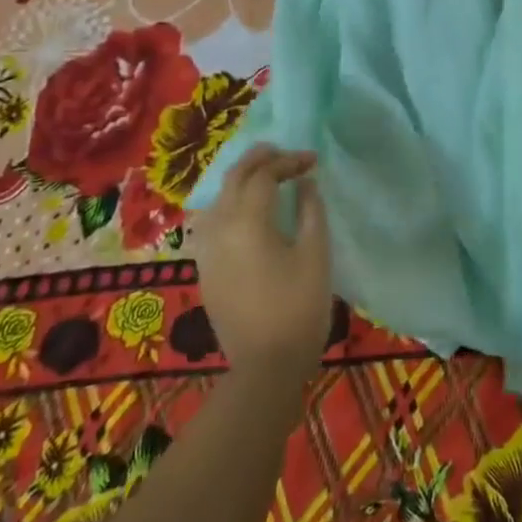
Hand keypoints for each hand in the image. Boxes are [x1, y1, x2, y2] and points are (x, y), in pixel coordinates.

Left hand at [191, 145, 332, 379]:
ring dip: (241, 179)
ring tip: (266, 176)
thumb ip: (311, 210)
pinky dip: (229, 202)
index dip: (289, 162)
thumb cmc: (299, 308)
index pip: (264, 175)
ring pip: (218, 197)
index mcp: (247, 221)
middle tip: (285, 153)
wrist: (266, 367)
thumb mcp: (316, 254)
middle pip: (234, 178)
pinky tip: (245, 210)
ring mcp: (206, 250)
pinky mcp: (205, 268)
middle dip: (259, 159)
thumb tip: (304, 183)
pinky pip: (211, 221)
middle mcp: (219, 228)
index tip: (313, 161)